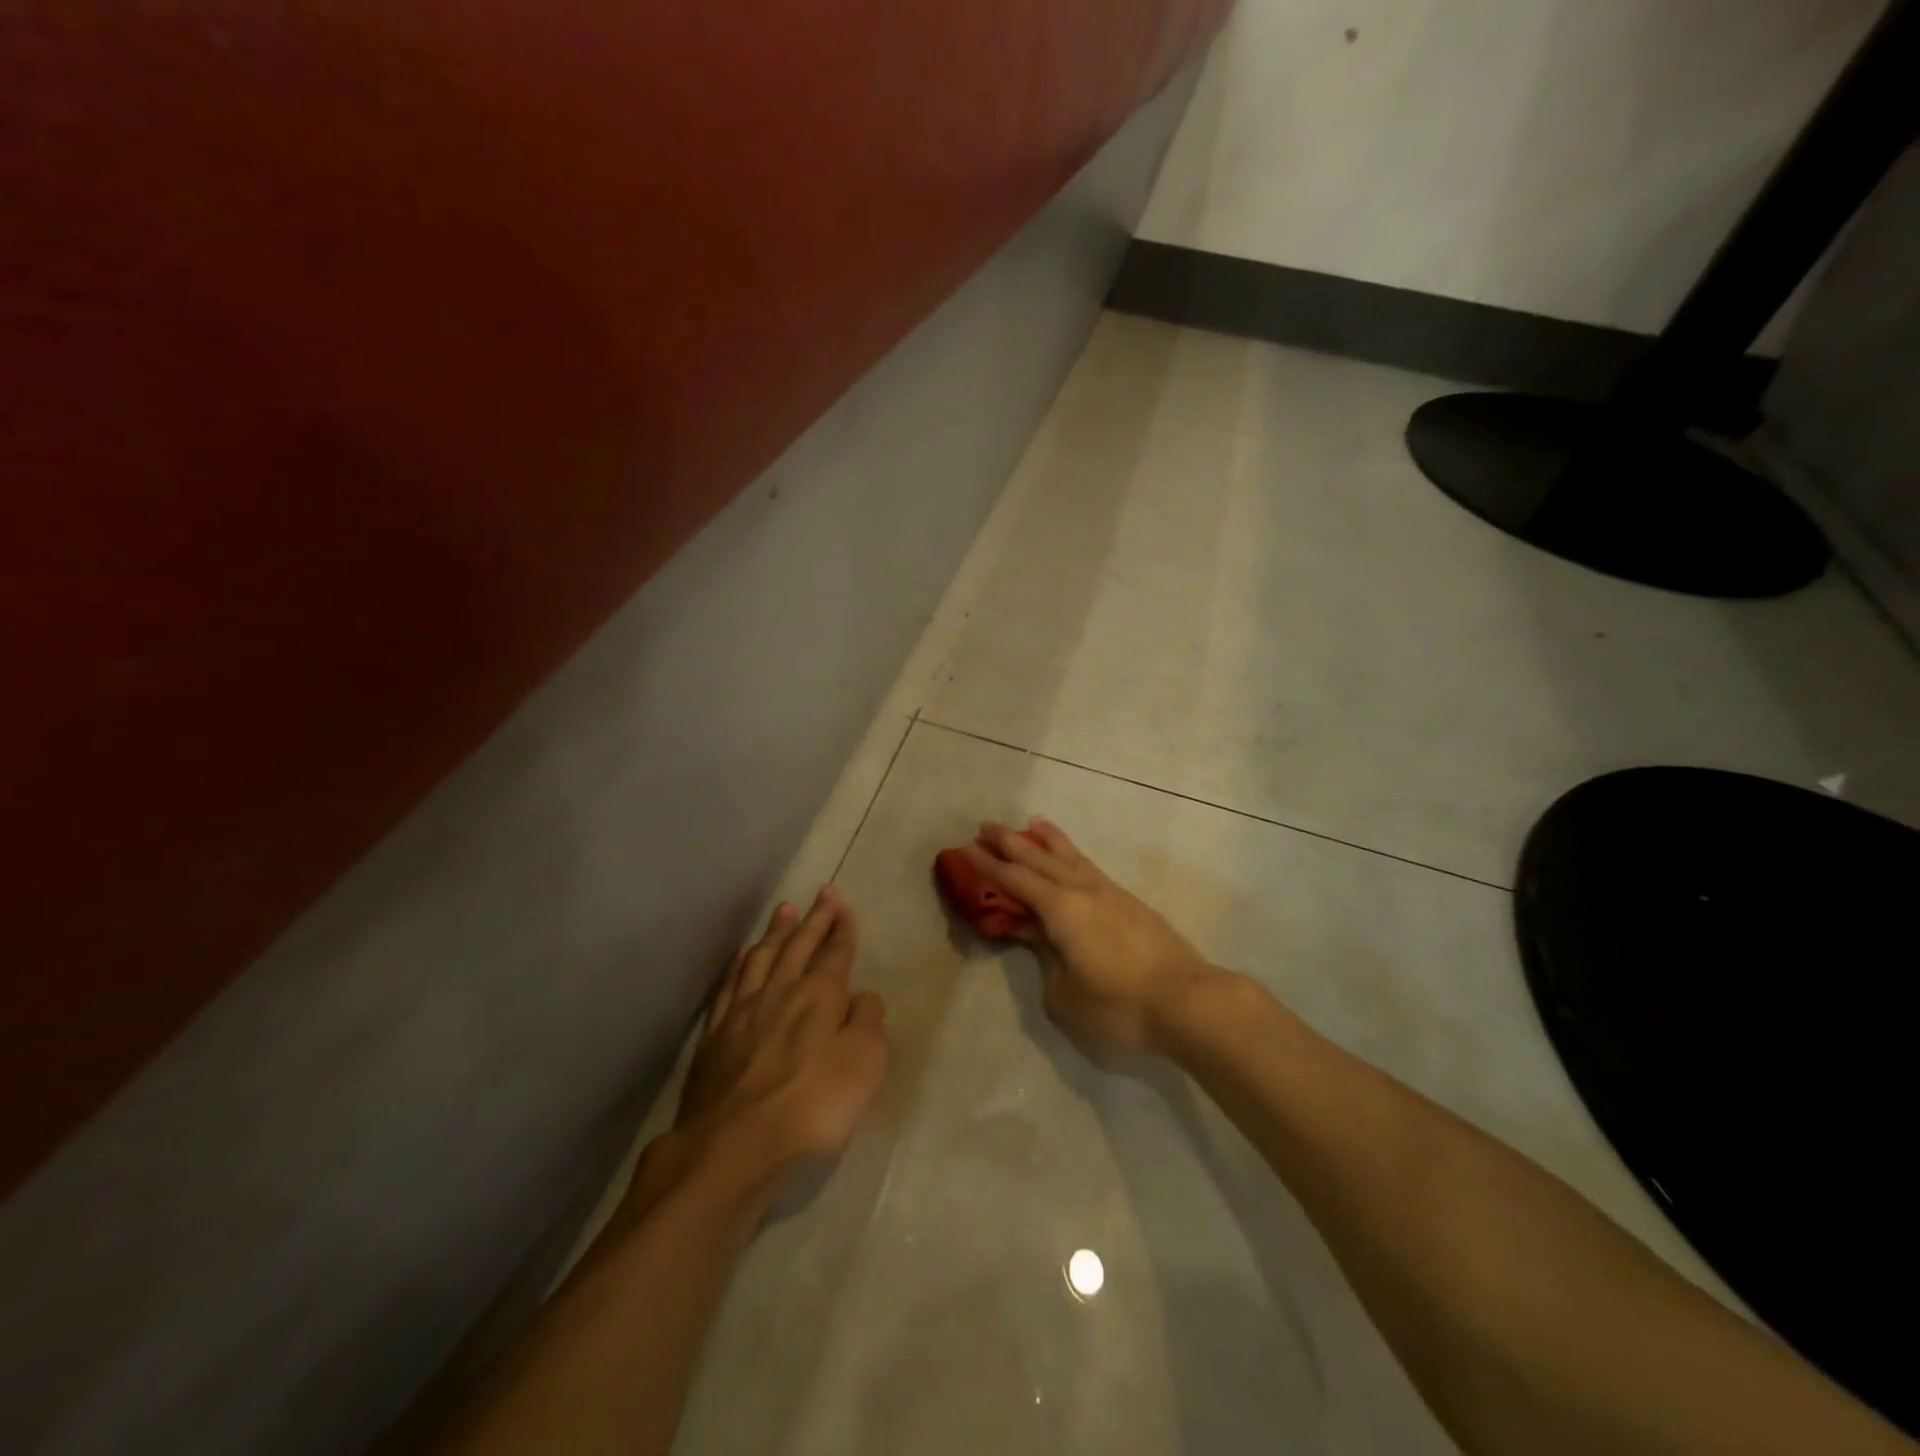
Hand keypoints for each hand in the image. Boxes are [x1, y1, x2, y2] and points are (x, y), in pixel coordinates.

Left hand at [669, 887, 888, 1193]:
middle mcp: (780, 991)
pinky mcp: (715, 1035)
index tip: (842, 903)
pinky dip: (740, 964)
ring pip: (762, 957)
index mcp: (819, 995)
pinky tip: (744, 956)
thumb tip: (859, 998)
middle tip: (822, 893)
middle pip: (799, 946)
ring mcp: (743, 1011)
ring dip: (776, 932)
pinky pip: (731, 985)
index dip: (841, 927)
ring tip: (785, 910)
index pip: (835, 952)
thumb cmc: (813, 1105)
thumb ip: (867, 1023)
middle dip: (814, 918)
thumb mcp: (864, 1064)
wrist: (735, 1144)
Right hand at [959, 820, 1222, 1056]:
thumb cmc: (1119, 1005)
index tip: (965, 849)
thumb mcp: (1065, 995)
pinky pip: (1089, 867)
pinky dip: (1072, 855)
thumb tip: (1037, 937)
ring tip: (1031, 824)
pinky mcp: (1130, 903)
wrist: (1188, 1001)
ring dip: (1046, 839)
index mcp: (1060, 909)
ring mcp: (1110, 892)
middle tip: (985, 826)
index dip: (987, 865)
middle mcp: (1082, 890)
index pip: (1015, 880)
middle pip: (1039, 858)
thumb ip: (1045, 960)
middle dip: (1010, 842)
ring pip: (1070, 856)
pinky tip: (1072, 860)